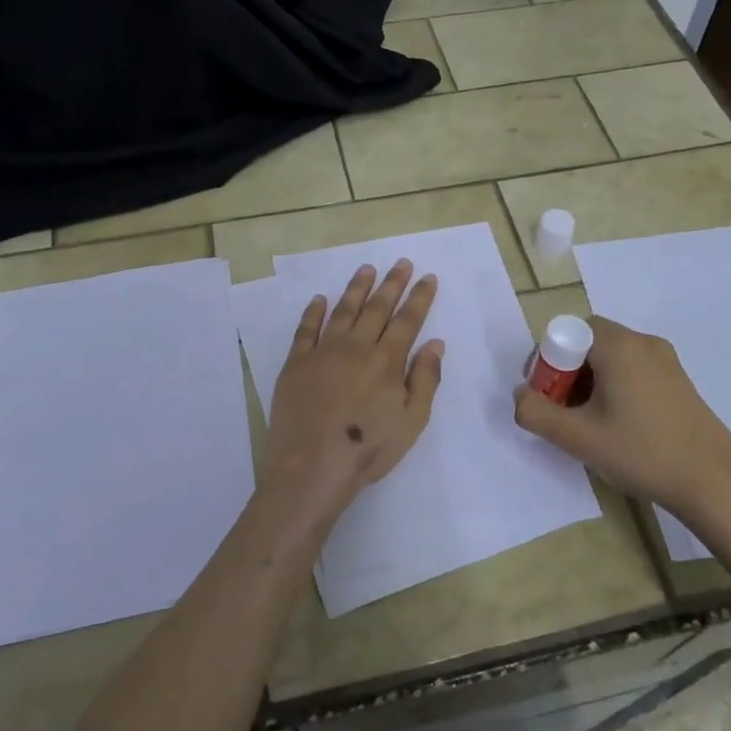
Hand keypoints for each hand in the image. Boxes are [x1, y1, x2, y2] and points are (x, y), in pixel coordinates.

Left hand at [261, 260, 442, 520]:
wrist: (312, 467)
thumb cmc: (368, 449)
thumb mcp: (412, 421)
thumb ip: (425, 379)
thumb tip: (435, 343)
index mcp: (386, 361)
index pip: (407, 320)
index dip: (419, 298)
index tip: (428, 277)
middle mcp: (355, 347)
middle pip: (377, 308)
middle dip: (392, 283)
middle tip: (401, 262)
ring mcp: (322, 352)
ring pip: (343, 311)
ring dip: (357, 288)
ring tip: (366, 269)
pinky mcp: (296, 363)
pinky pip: (305, 329)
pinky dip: (313, 312)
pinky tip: (320, 299)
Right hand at [512, 315, 730, 519]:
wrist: (713, 482)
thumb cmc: (641, 452)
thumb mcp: (578, 437)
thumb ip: (536, 413)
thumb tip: (521, 396)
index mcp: (618, 345)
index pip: (567, 332)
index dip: (547, 361)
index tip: (546, 397)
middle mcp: (642, 341)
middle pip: (588, 342)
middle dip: (567, 372)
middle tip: (563, 411)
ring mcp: (665, 360)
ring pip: (611, 357)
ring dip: (590, 381)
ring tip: (589, 422)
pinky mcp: (678, 379)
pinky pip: (633, 369)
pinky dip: (615, 386)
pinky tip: (619, 424)